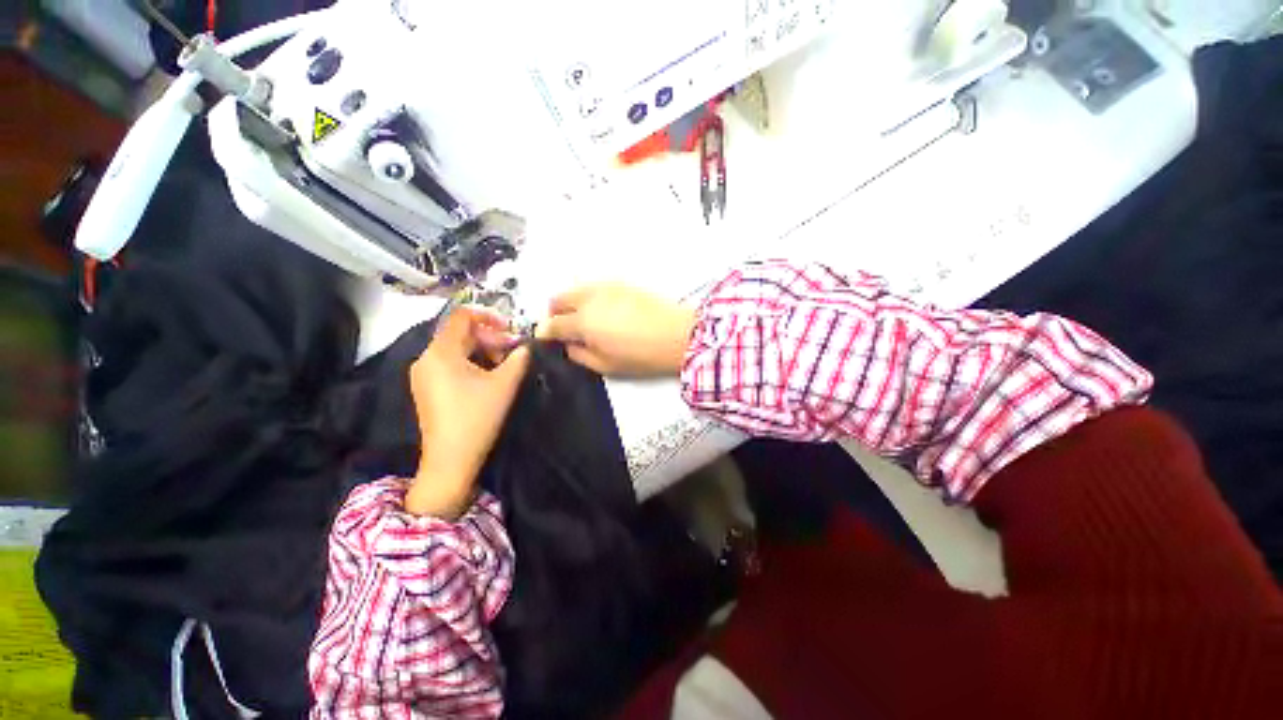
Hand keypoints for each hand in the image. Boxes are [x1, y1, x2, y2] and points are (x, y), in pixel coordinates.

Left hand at [407, 308, 530, 517]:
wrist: (450, 460)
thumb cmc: (477, 417)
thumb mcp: (505, 384)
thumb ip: (519, 358)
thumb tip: (525, 346)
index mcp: (441, 352)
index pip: (461, 317)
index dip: (488, 316)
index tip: (511, 330)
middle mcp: (426, 358)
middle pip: (459, 333)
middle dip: (489, 338)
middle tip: (512, 352)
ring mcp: (423, 374)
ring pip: (455, 349)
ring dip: (482, 351)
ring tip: (503, 366)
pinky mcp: (426, 388)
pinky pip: (449, 363)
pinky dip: (470, 362)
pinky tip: (486, 378)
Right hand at [537, 284, 695, 376]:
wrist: (678, 335)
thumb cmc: (643, 355)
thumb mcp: (605, 365)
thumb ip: (579, 355)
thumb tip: (567, 345)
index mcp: (583, 321)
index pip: (552, 324)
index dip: (545, 333)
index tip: (547, 340)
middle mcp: (589, 298)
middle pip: (557, 299)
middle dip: (555, 314)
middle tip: (565, 330)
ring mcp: (605, 287)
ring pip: (575, 290)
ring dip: (571, 304)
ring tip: (586, 322)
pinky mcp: (621, 283)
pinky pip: (594, 288)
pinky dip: (589, 298)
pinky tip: (604, 313)